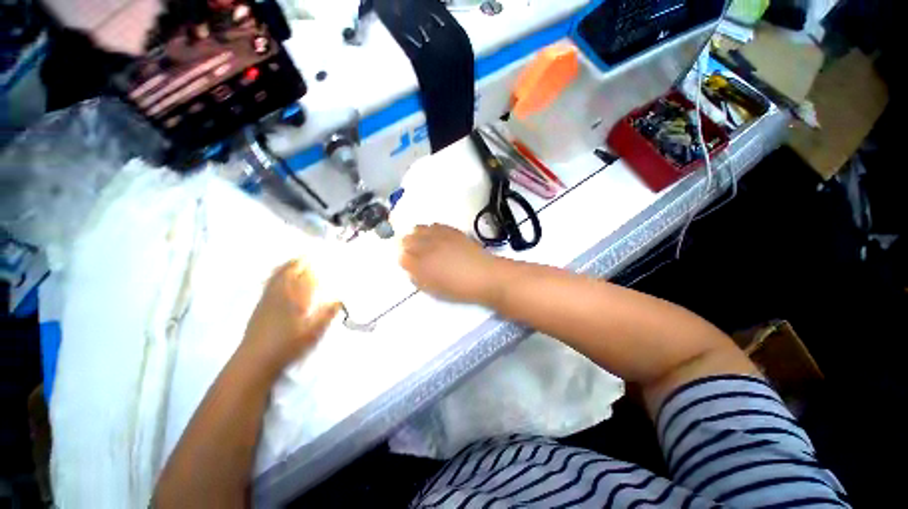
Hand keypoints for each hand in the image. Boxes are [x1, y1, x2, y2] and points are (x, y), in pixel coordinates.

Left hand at [241, 260, 339, 373]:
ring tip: (292, 261)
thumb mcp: (313, 333)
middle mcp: (279, 296)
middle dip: (297, 263)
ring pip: (275, 278)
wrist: (255, 360)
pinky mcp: (259, 307)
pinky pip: (267, 285)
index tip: (318, 257)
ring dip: (284, 267)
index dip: (311, 266)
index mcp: (294, 300)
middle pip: (287, 273)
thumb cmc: (287, 345)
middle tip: (306, 255)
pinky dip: (274, 276)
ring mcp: (267, 300)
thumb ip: (326, 315)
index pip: (304, 278)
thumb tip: (339, 299)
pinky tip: (275, 278)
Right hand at [400, 224, 500, 304]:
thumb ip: (419, 279)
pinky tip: (435, 235)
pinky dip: (431, 230)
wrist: (484, 275)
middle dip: (408, 246)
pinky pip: (435, 225)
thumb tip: (412, 270)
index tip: (409, 263)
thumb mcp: (435, 290)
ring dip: (417, 235)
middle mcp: (427, 247)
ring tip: (423, 242)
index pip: (403, 257)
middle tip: (414, 253)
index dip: (405, 260)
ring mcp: (439, 236)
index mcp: (421, 265)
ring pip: (419, 229)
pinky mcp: (451, 230)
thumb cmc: (459, 288)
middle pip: (407, 240)